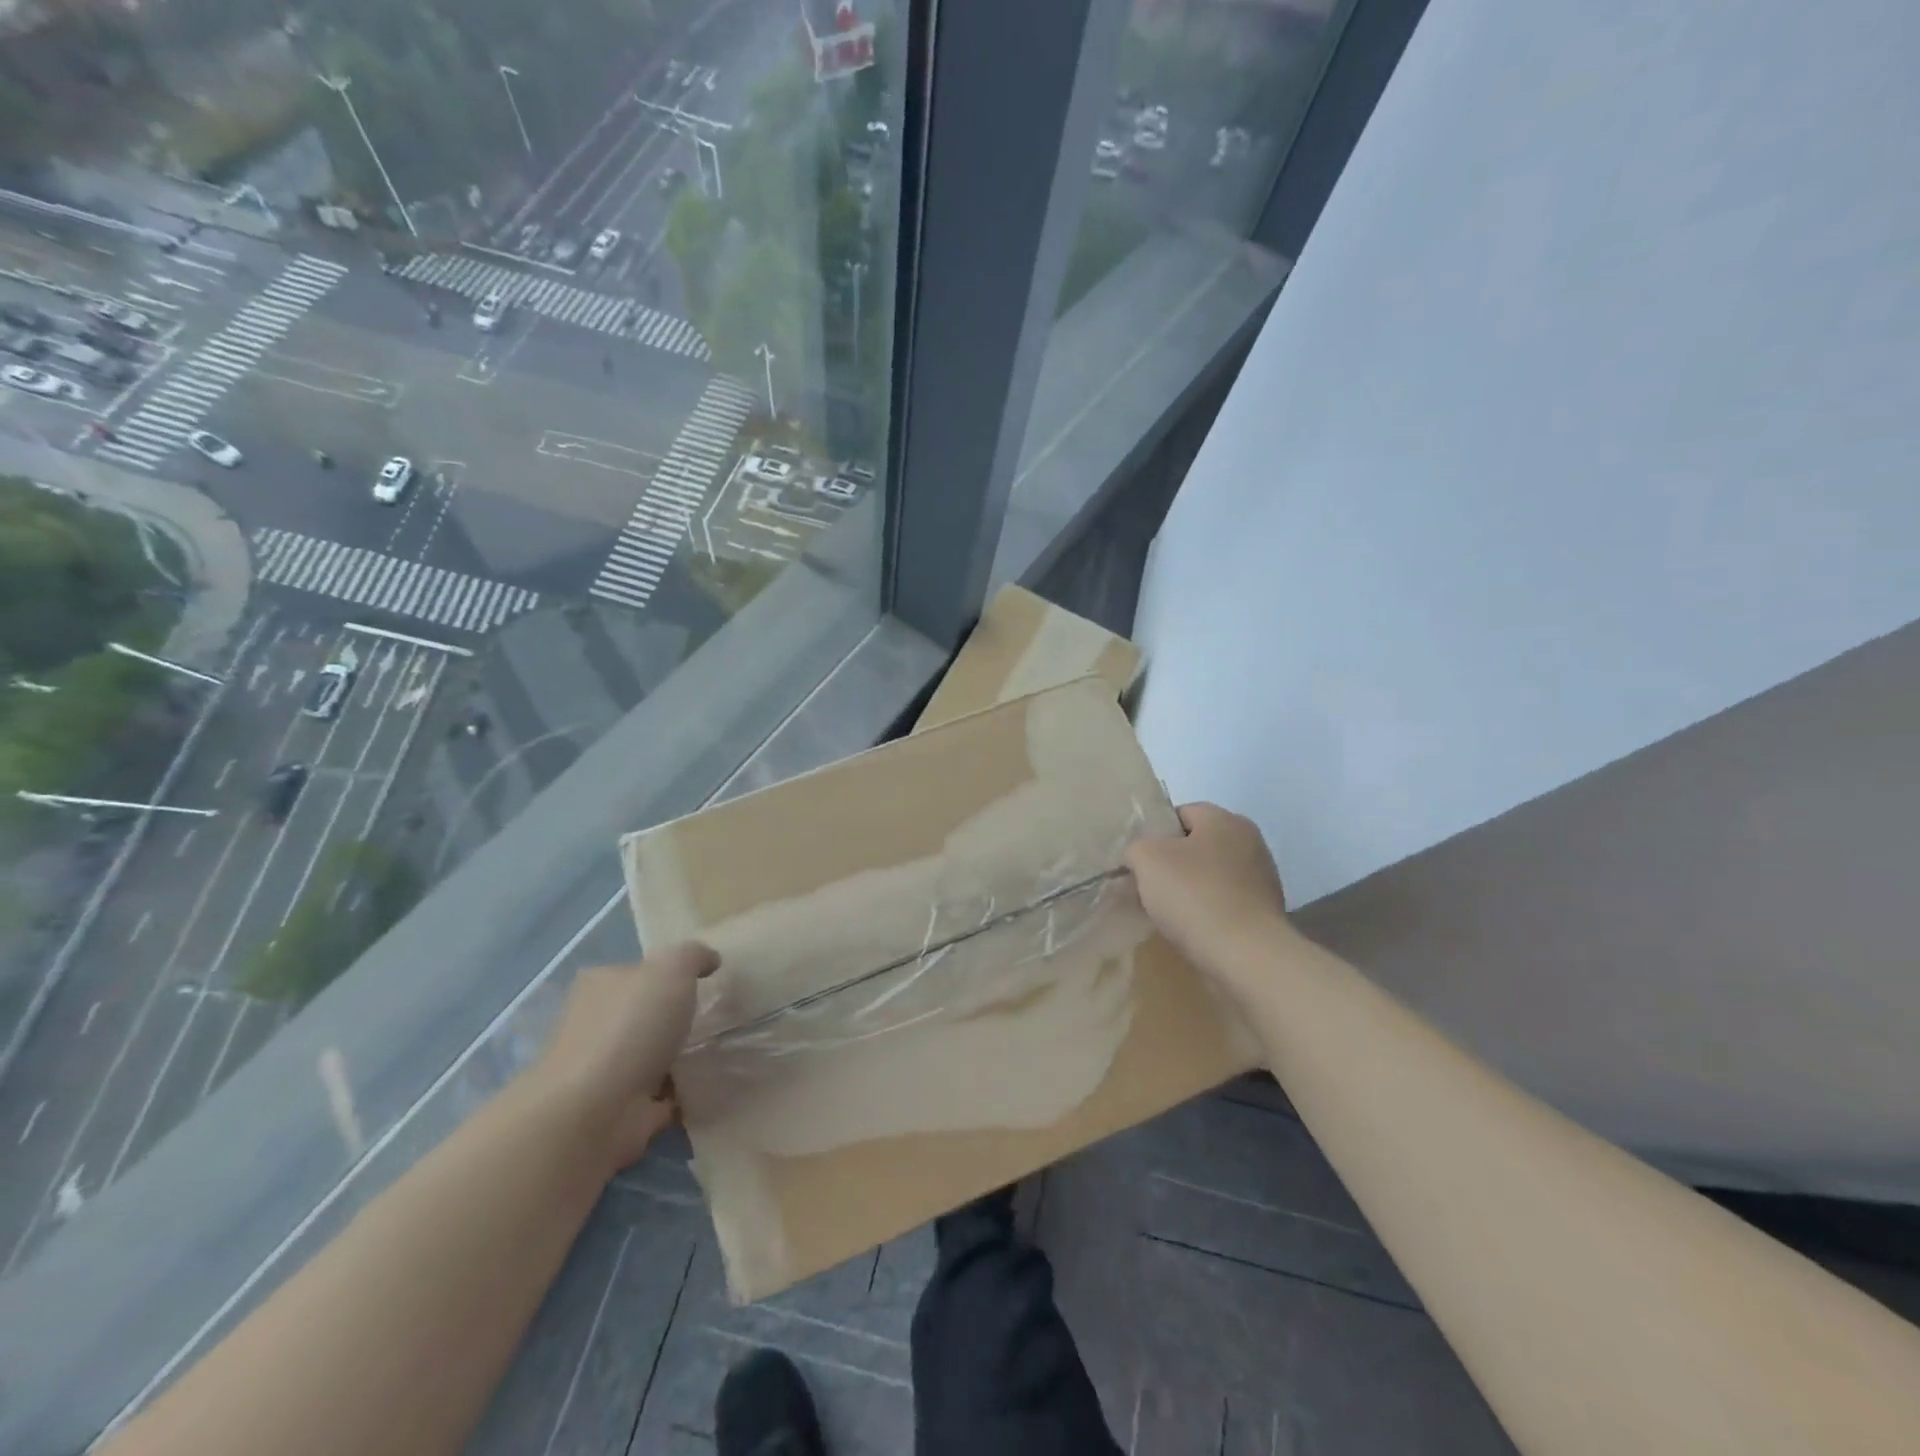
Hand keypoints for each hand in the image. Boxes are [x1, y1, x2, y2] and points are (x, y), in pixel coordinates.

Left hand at [532, 943, 717, 1169]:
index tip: (704, 982)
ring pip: (651, 1055)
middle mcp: (596, 1025)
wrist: (593, 1111)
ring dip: (680, 1057)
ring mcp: (605, 1070)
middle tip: (717, 1018)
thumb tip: (709, 960)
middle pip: (644, 1014)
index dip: (670, 973)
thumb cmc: (630, 1027)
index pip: (638, 971)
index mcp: (601, 985)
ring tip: (721, 1052)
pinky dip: (681, 1093)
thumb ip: (693, 956)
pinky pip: (660, 1095)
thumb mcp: (672, 968)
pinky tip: (709, 1086)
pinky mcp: (619, 1109)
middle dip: (674, 1018)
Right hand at [1125, 804, 1292, 988]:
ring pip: (1210, 875)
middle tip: (1147, 886)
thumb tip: (1141, 857)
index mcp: (1225, 820)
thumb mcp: (1147, 859)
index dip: (1155, 834)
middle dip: (1171, 864)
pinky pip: (1224, 902)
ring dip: (1189, 890)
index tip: (1140, 861)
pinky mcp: (1265, 912)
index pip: (1181, 814)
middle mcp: (1250, 841)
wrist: (1245, 955)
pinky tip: (1191, 929)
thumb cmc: (1194, 895)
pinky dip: (1207, 911)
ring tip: (1167, 913)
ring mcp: (1262, 878)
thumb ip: (1137, 848)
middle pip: (1197, 845)